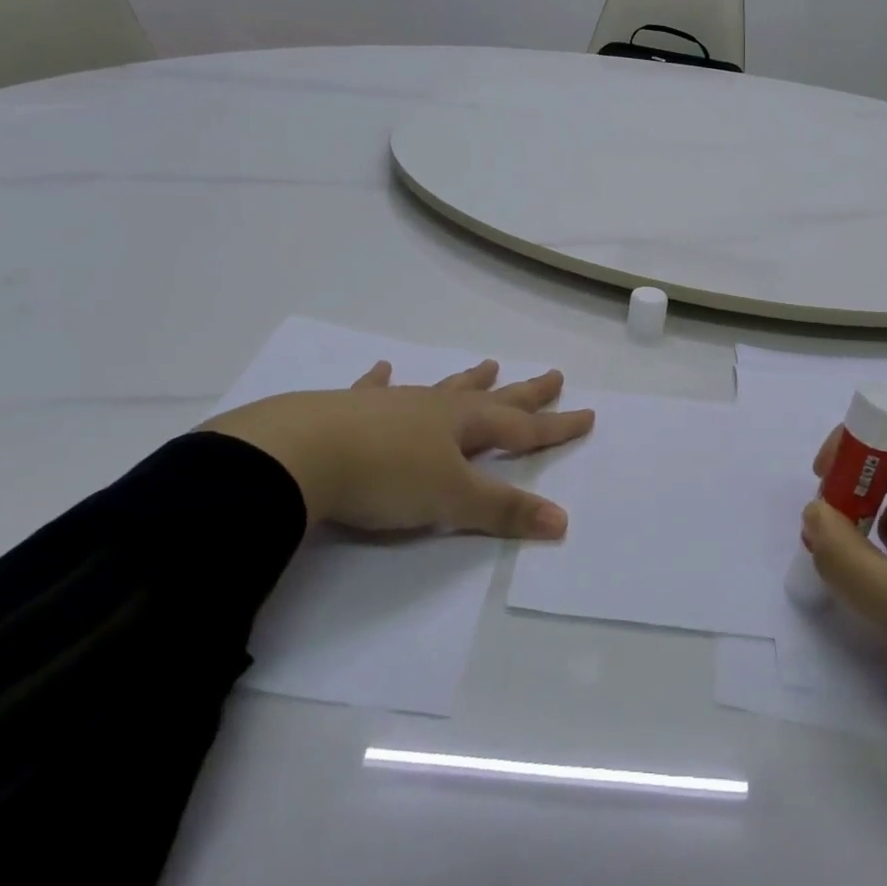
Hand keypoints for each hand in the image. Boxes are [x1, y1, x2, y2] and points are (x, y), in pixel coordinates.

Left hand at [202, 361, 593, 539]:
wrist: (299, 454)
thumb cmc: (385, 478)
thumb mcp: (451, 500)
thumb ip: (504, 511)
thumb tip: (562, 521)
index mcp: (463, 426)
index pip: (523, 428)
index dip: (557, 426)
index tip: (587, 413)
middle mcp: (435, 408)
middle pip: (492, 399)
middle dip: (526, 393)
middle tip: (554, 374)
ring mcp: (393, 404)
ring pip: (441, 388)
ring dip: (468, 379)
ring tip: (488, 364)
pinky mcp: (350, 409)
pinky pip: (375, 389)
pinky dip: (382, 379)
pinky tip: (383, 367)